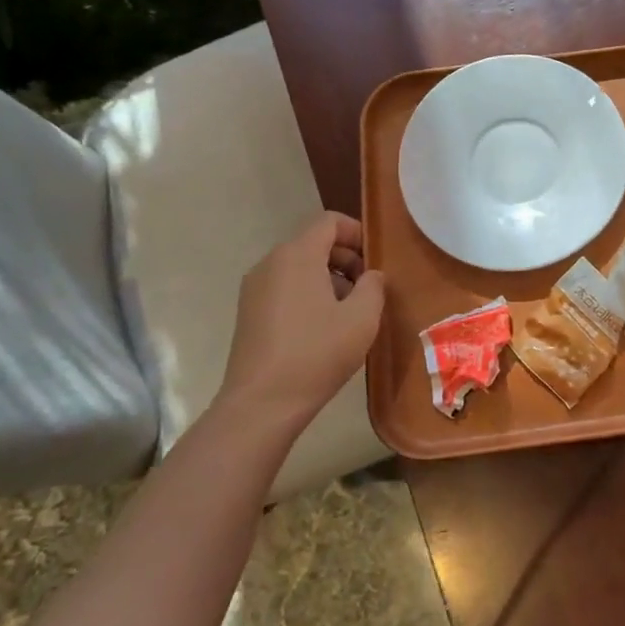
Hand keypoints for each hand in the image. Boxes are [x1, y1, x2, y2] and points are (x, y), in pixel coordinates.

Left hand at [214, 211, 385, 434]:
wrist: (262, 403)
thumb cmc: (317, 353)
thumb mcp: (362, 318)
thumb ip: (373, 286)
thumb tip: (370, 276)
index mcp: (297, 255)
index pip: (329, 222)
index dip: (357, 233)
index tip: (375, 260)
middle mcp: (270, 263)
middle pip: (314, 243)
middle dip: (345, 258)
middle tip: (367, 289)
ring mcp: (255, 288)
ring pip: (299, 266)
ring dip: (328, 278)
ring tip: (348, 312)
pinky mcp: (249, 312)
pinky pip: (284, 287)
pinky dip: (308, 294)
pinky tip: (323, 328)